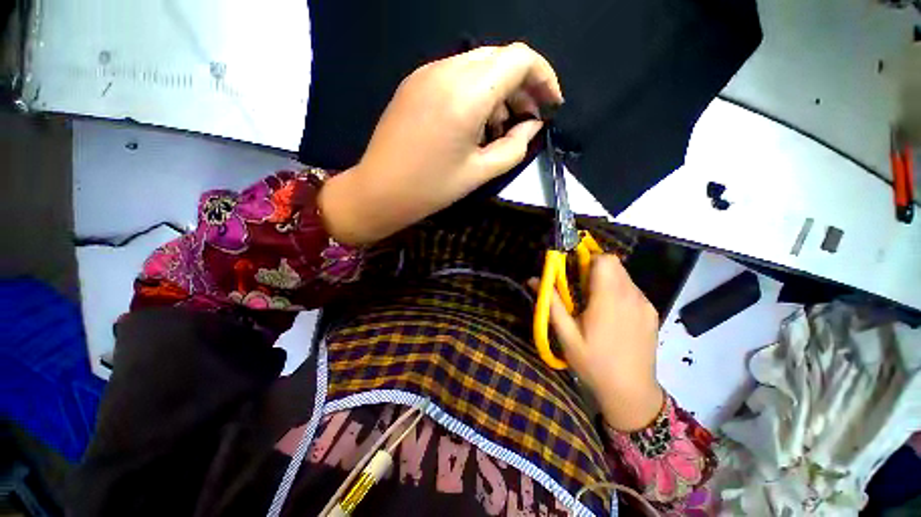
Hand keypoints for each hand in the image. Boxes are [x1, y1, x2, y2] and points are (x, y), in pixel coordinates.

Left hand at [319, 43, 563, 244]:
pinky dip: (475, 92)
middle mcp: (446, 71)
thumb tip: (533, 126)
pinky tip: (473, 123)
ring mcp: (426, 73)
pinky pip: (456, 75)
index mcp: (467, 94)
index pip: (520, 58)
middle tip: (526, 121)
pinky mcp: (415, 83)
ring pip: (478, 65)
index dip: (544, 77)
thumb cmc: (431, 188)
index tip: (550, 106)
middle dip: (522, 86)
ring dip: (499, 90)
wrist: (379, 191)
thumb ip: (515, 146)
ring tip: (499, 128)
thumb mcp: (480, 172)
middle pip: (500, 58)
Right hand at [532, 255, 663, 431]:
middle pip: (614, 264)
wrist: (632, 393)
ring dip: (606, 279)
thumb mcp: (566, 335)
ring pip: (624, 276)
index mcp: (609, 299)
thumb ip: (551, 303)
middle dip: (594, 268)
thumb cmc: (594, 364)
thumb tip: (534, 279)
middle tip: (580, 289)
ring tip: (594, 304)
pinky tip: (611, 315)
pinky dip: (618, 291)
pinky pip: (632, 289)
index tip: (573, 273)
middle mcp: (632, 296)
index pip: (604, 260)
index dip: (587, 260)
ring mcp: (645, 304)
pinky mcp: (652, 313)